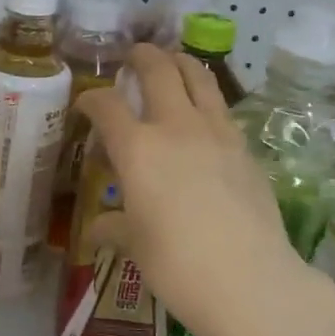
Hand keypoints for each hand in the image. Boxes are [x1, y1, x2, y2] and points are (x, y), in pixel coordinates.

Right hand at [76, 45, 309, 335]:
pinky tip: (203, 113)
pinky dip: (206, 98)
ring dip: (181, 62)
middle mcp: (176, 128)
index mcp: (138, 149)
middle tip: (133, 56)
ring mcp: (217, 133)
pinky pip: (221, 108)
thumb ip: (114, 227)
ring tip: (172, 61)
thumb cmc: (176, 263)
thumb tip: (97, 230)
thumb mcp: (136, 245)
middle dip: (141, 57)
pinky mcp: (245, 148)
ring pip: (199, 77)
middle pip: (158, 71)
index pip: (107, 106)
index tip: (86, 104)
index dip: (91, 99)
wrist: (248, 279)